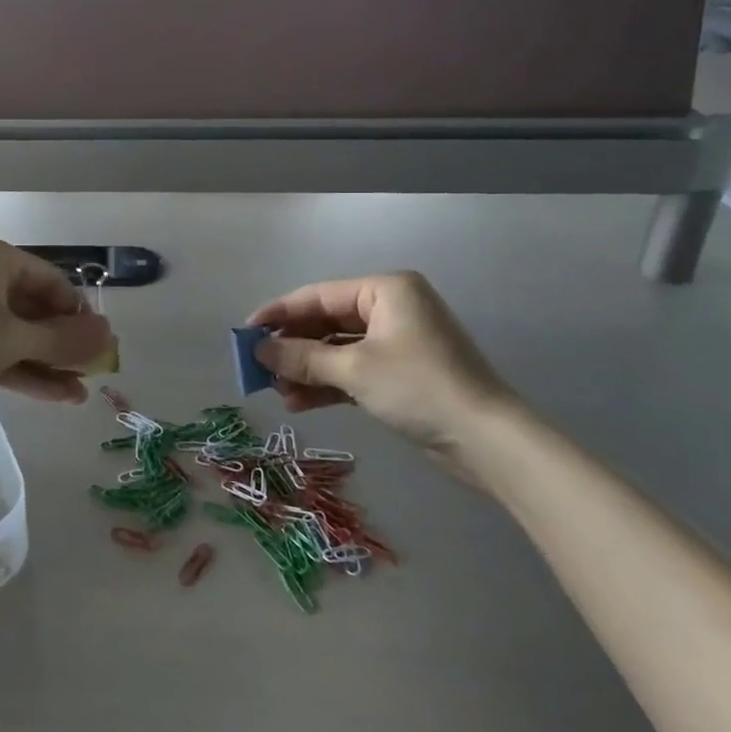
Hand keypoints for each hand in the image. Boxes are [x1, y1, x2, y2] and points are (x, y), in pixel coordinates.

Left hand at [0, 233, 112, 411]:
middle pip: (32, 308)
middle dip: (63, 344)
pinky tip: (54, 396)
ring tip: (80, 393)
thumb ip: (64, 340)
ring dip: (46, 362)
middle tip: (93, 372)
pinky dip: (20, 370)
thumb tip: (109, 336)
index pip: (50, 279)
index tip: (99, 344)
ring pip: (14, 334)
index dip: (78, 313)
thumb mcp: (13, 337)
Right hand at [245, 272, 516, 478]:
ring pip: (336, 350)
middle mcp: (390, 309)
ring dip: (306, 370)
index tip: (244, 333)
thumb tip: (258, 351)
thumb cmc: (419, 388)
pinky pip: (352, 371)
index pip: (317, 296)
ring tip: (276, 392)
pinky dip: (327, 385)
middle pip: (326, 323)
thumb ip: (302, 358)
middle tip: (258, 369)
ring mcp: (396, 343)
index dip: (278, 314)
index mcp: (385, 291)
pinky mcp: (399, 374)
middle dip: (292, 348)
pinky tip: (299, 403)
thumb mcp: (354, 369)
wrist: (486, 440)